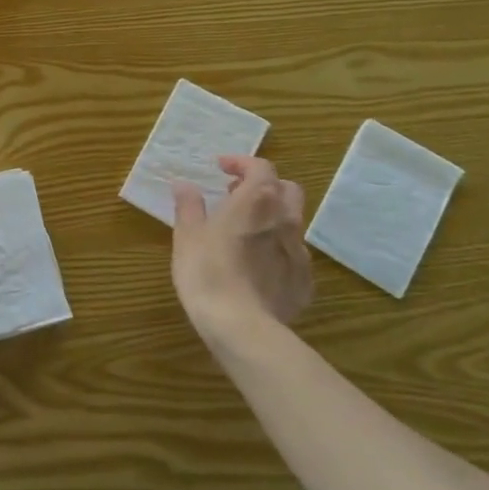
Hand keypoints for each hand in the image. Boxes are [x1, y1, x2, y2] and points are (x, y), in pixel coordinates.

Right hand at [171, 156, 313, 354]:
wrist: (241, 326)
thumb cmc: (207, 271)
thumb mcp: (187, 235)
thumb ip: (188, 206)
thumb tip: (184, 184)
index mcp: (257, 201)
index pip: (260, 167)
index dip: (241, 163)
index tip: (221, 169)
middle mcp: (285, 220)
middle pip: (287, 189)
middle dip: (265, 186)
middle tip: (237, 196)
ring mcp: (299, 252)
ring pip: (293, 223)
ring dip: (272, 218)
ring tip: (246, 232)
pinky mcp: (304, 282)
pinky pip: (294, 255)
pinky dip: (277, 250)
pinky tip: (258, 266)